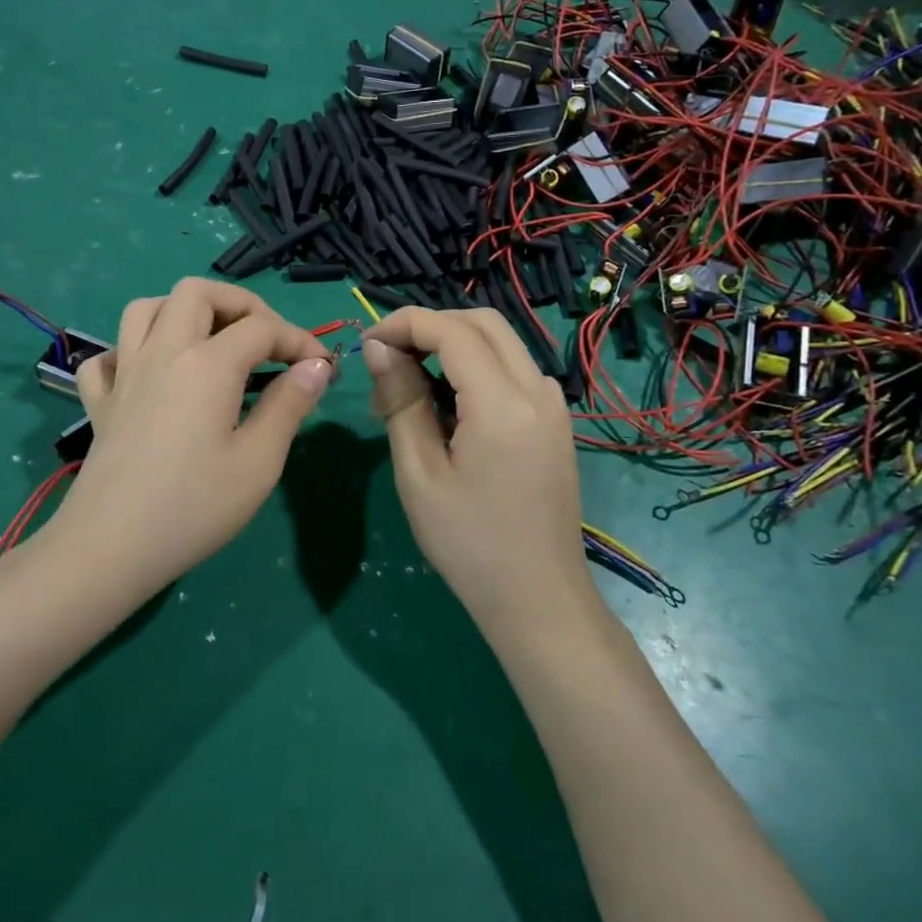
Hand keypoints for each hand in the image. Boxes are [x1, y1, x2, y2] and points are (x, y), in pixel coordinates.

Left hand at [62, 279, 333, 597]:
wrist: (111, 547)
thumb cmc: (194, 507)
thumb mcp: (259, 462)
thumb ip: (289, 405)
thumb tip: (315, 367)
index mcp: (207, 363)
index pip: (262, 327)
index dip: (298, 339)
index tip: (322, 367)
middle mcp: (163, 352)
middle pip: (197, 292)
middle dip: (239, 304)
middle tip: (265, 340)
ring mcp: (125, 374)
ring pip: (145, 308)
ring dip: (182, 312)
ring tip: (209, 342)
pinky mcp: (100, 402)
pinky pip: (107, 357)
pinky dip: (129, 352)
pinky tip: (148, 376)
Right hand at [363, 308, 594, 634]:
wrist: (538, 599)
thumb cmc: (469, 544)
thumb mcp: (420, 474)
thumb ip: (401, 400)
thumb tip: (378, 348)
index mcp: (503, 405)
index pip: (451, 331)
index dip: (404, 324)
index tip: (367, 344)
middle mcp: (537, 390)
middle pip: (482, 322)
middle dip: (429, 325)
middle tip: (387, 357)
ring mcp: (553, 403)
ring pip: (500, 341)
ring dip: (452, 343)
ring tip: (410, 385)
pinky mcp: (555, 420)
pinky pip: (513, 368)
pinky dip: (476, 365)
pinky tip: (448, 403)